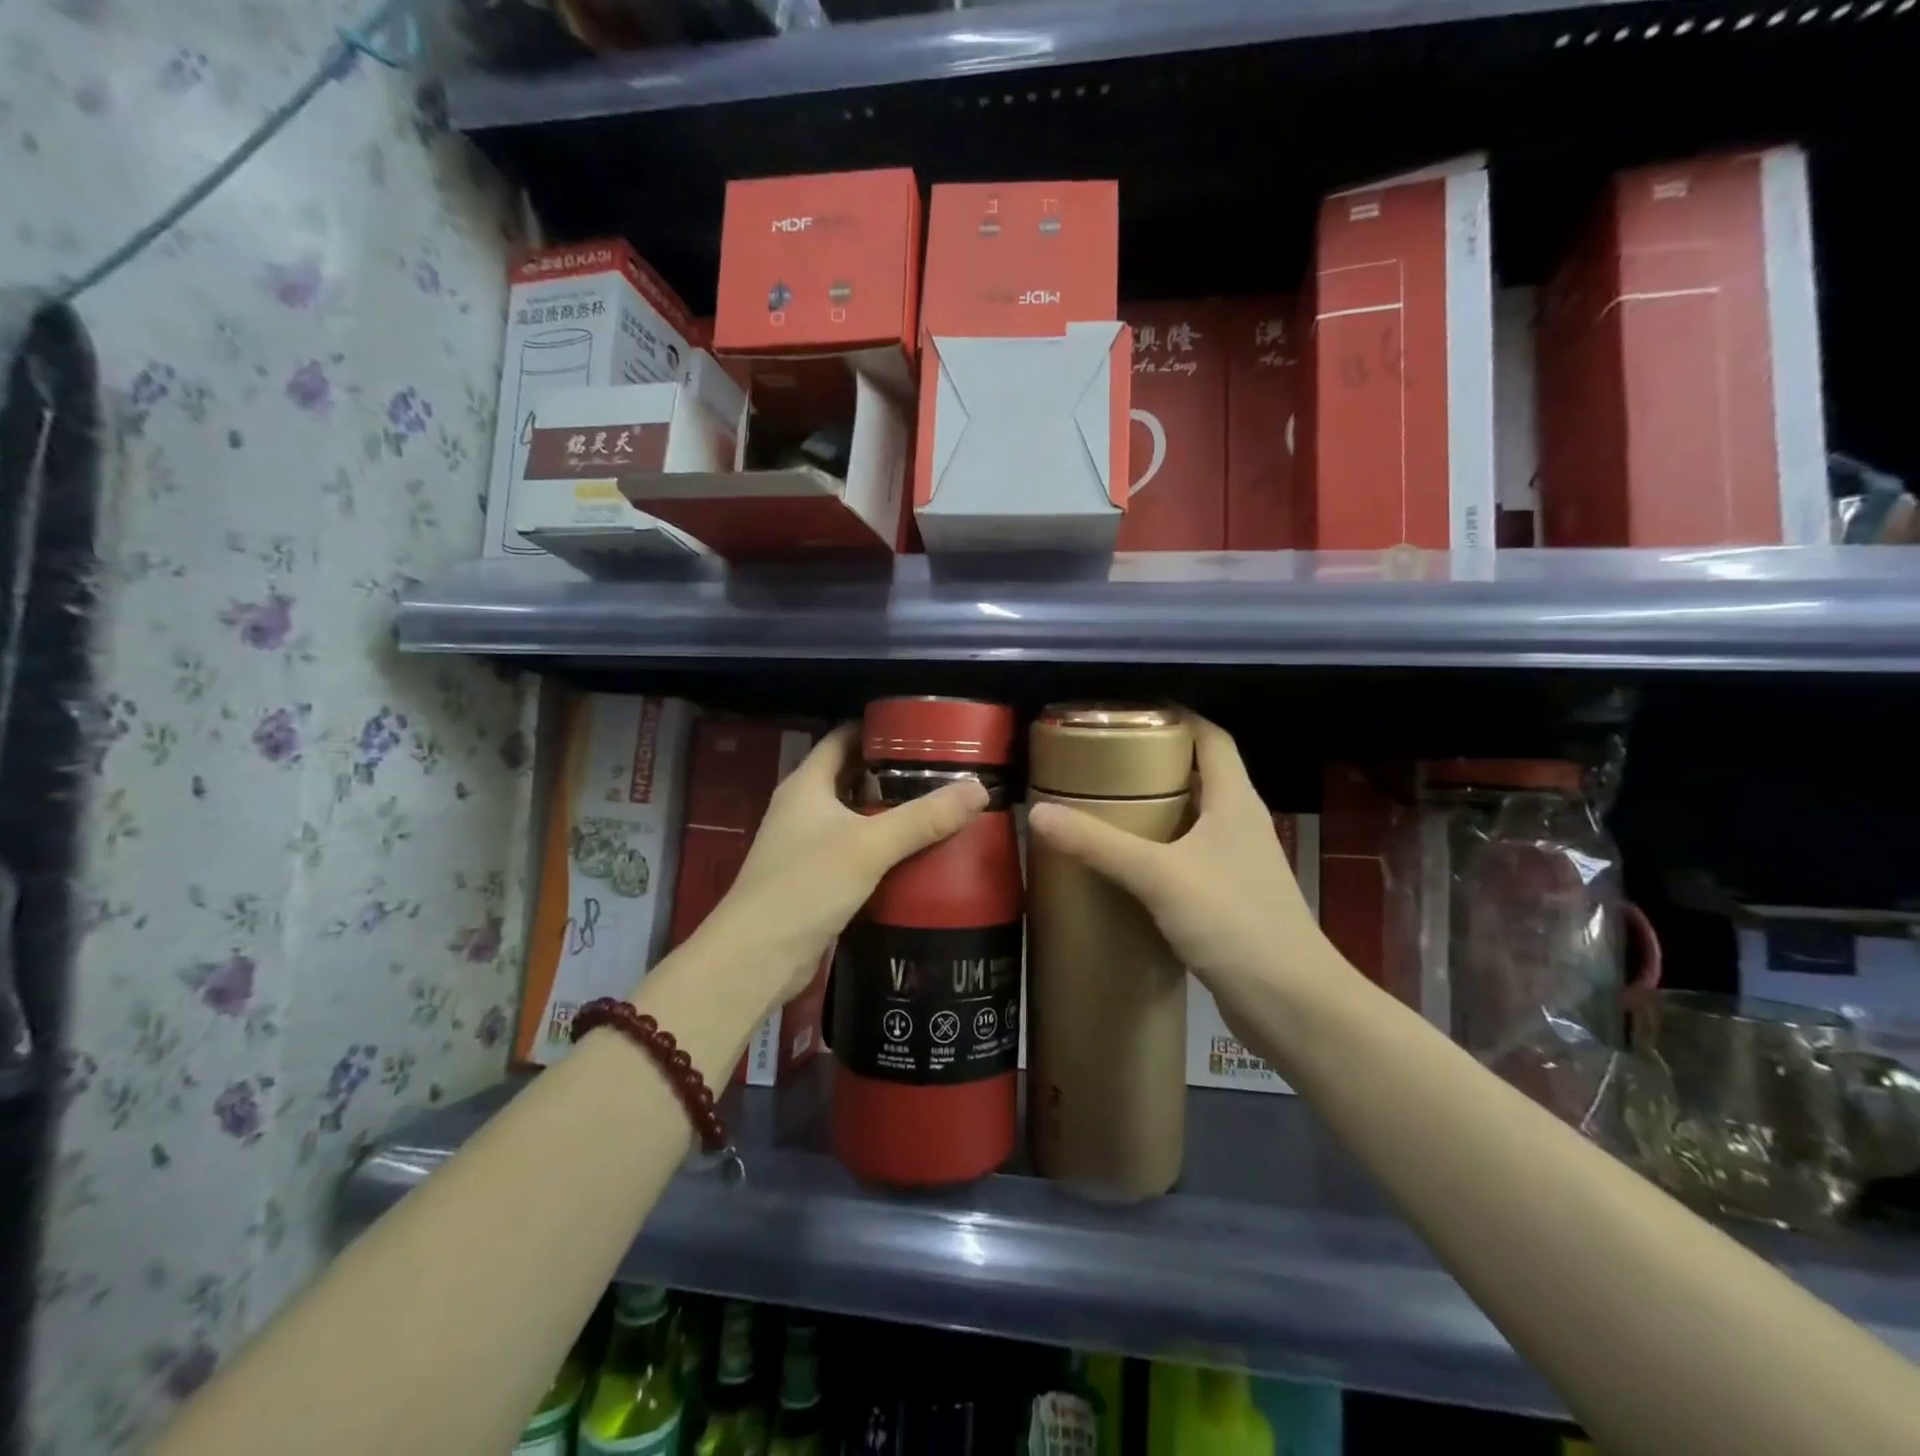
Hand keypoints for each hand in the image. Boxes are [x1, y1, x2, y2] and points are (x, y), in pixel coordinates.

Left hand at [704, 723, 987, 1002]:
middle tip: (941, 772)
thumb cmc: (806, 886)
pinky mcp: (813, 880)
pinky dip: (881, 848)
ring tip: (937, 808)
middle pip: (851, 777)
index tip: (921, 730)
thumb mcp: (870, 846)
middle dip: (892, 773)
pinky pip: (854, 851)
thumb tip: (980, 789)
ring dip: (888, 813)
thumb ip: (924, 818)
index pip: (841, 738)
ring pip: (853, 817)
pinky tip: (915, 855)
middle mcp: (802, 808)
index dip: (877, 729)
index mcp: (806, 785)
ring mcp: (805, 846)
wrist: (757, 958)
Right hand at [1027, 714, 1320, 1009]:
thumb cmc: (1234, 922)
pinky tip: (1127, 864)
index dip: (1177, 717)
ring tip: (1105, 804)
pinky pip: (1189, 857)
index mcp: (1235, 801)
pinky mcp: (1230, 898)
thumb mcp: (1159, 876)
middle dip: (1155, 760)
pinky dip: (1160, 849)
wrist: (1292, 1004)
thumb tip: (1038, 814)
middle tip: (1102, 759)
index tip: (1129, 713)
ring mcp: (1238, 863)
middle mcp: (1240, 823)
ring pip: (1194, 817)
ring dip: (1156, 807)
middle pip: (1200, 773)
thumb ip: (1098, 844)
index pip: (1211, 737)